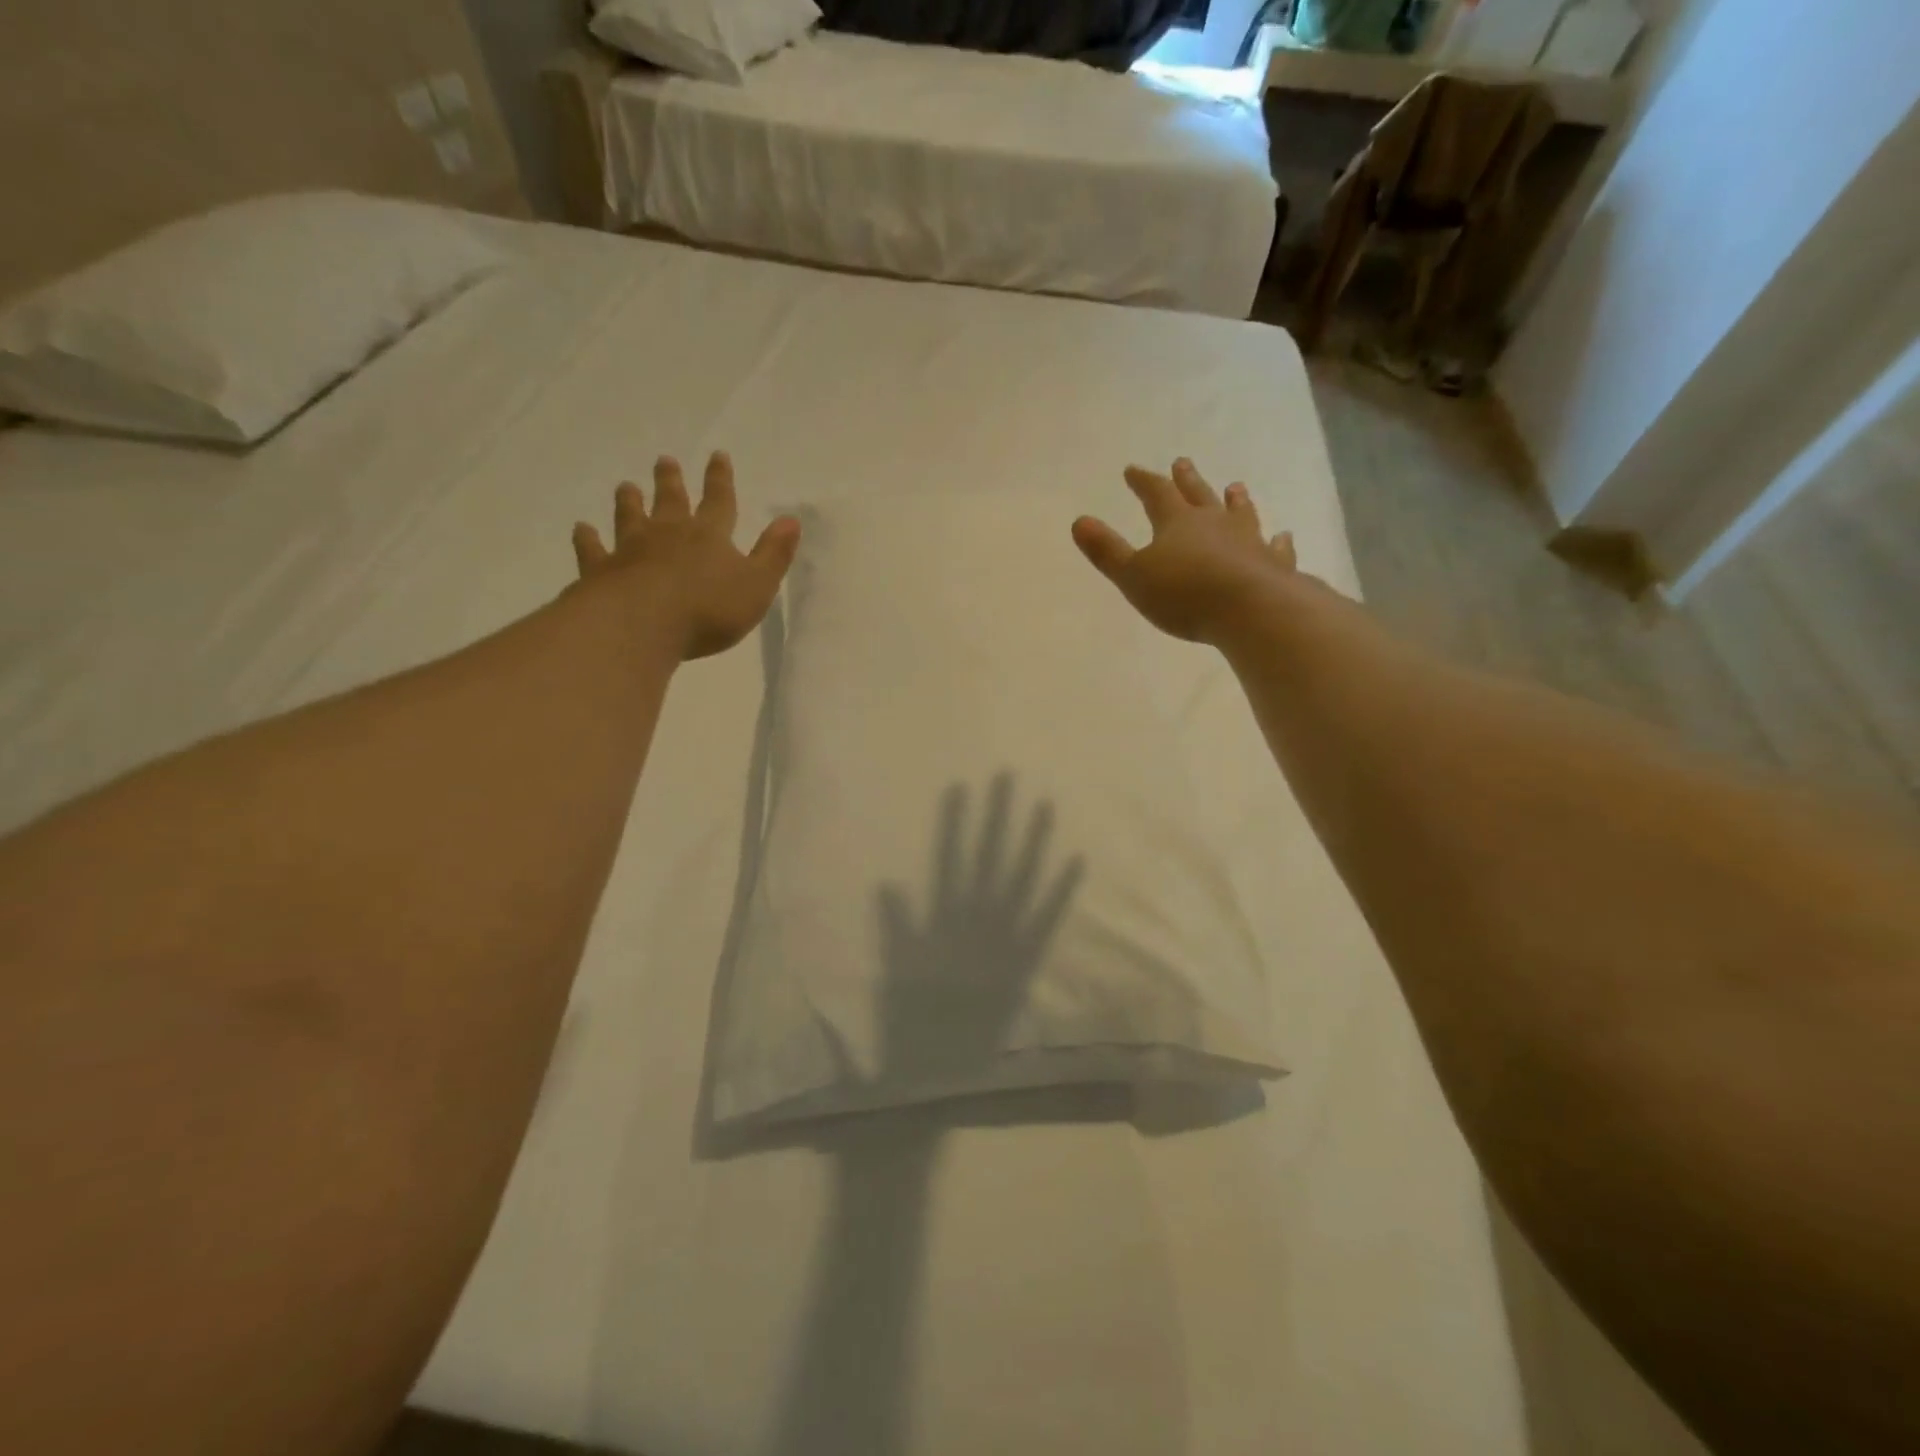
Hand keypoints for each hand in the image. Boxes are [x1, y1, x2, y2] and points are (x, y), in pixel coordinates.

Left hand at [572, 453, 800, 660]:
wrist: (643, 624)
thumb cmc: (709, 609)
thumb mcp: (757, 585)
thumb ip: (774, 554)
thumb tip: (791, 520)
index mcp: (709, 536)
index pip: (719, 502)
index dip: (720, 480)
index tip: (717, 455)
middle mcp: (669, 534)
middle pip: (671, 501)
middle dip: (672, 481)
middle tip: (665, 460)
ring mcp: (631, 550)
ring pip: (630, 518)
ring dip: (629, 501)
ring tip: (626, 486)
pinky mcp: (601, 571)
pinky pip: (593, 550)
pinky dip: (587, 539)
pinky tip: (581, 529)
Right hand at [1072, 458, 1306, 644]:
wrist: (1250, 609)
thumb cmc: (1184, 594)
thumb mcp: (1133, 575)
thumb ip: (1107, 550)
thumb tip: (1079, 521)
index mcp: (1177, 523)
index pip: (1157, 494)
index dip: (1144, 482)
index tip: (1132, 469)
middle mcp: (1215, 523)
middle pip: (1198, 495)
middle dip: (1187, 480)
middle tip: (1182, 462)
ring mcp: (1249, 541)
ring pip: (1240, 514)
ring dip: (1235, 501)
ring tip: (1234, 488)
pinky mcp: (1274, 565)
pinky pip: (1275, 548)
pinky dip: (1277, 541)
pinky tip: (1282, 536)